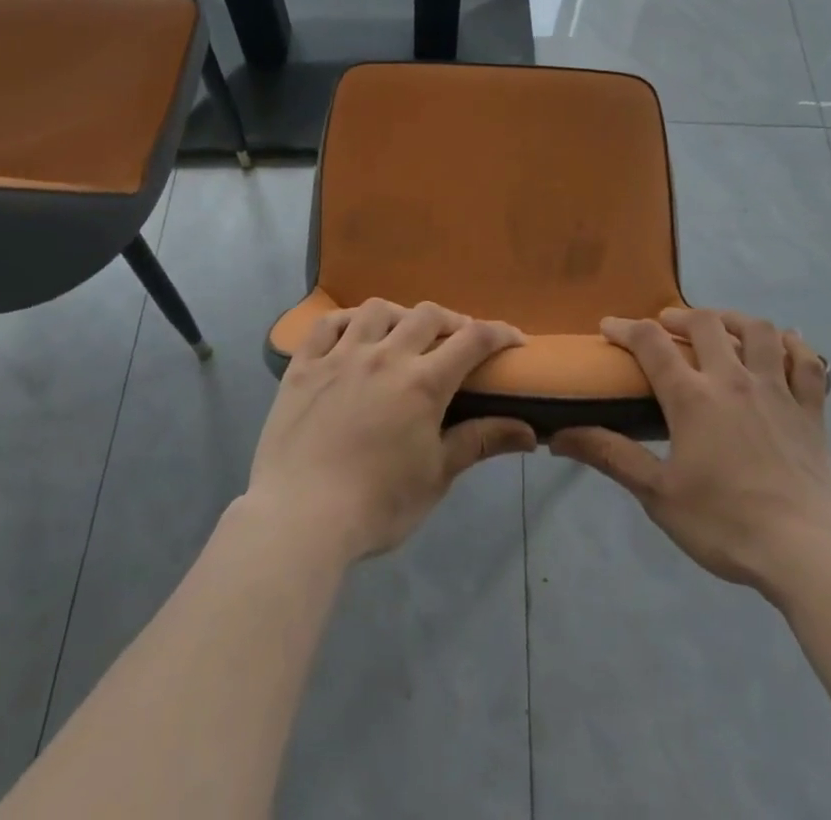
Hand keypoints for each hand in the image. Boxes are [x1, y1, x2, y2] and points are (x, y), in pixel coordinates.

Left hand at [247, 300, 537, 562]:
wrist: (299, 518)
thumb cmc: (377, 505)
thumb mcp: (436, 476)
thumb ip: (480, 442)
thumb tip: (531, 432)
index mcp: (422, 383)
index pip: (473, 340)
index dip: (500, 333)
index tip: (514, 340)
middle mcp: (384, 356)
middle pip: (427, 315)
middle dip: (452, 321)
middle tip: (458, 340)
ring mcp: (340, 356)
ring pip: (377, 310)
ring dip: (400, 315)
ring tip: (404, 333)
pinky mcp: (304, 366)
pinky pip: (326, 325)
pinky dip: (346, 320)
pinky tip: (352, 333)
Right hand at [552, 308, 830, 591]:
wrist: (811, 553)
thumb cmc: (727, 524)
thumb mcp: (658, 495)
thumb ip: (610, 456)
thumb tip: (558, 435)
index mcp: (693, 397)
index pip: (652, 344)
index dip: (625, 328)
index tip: (608, 326)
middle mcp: (734, 380)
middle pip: (706, 324)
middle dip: (680, 315)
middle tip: (666, 324)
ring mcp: (778, 391)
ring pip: (759, 332)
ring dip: (734, 319)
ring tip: (720, 325)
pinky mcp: (812, 411)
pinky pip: (806, 363)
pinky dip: (795, 345)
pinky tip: (785, 343)